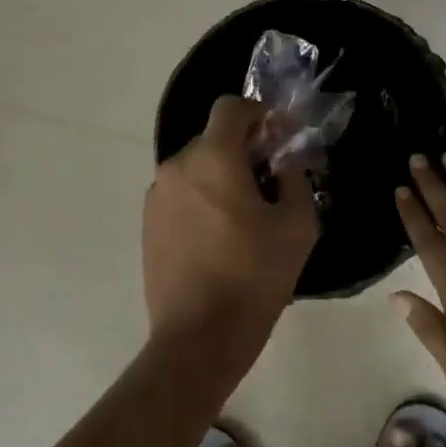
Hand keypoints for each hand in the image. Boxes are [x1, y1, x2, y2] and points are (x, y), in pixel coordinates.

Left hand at [142, 96, 319, 371]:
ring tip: (247, 212)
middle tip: (272, 179)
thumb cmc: (254, 276)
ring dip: (223, 174)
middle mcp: (177, 167)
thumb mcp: (297, 225)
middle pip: (214, 137)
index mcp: (213, 158)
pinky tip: (222, 234)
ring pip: (197, 166)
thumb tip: (285, 161)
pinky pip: (181, 193)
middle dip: (245, 148)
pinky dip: (203, 197)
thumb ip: (295, 178)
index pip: (231, 107)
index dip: (259, 114)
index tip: (280, 139)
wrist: (198, 339)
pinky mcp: (148, 224)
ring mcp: (157, 196)